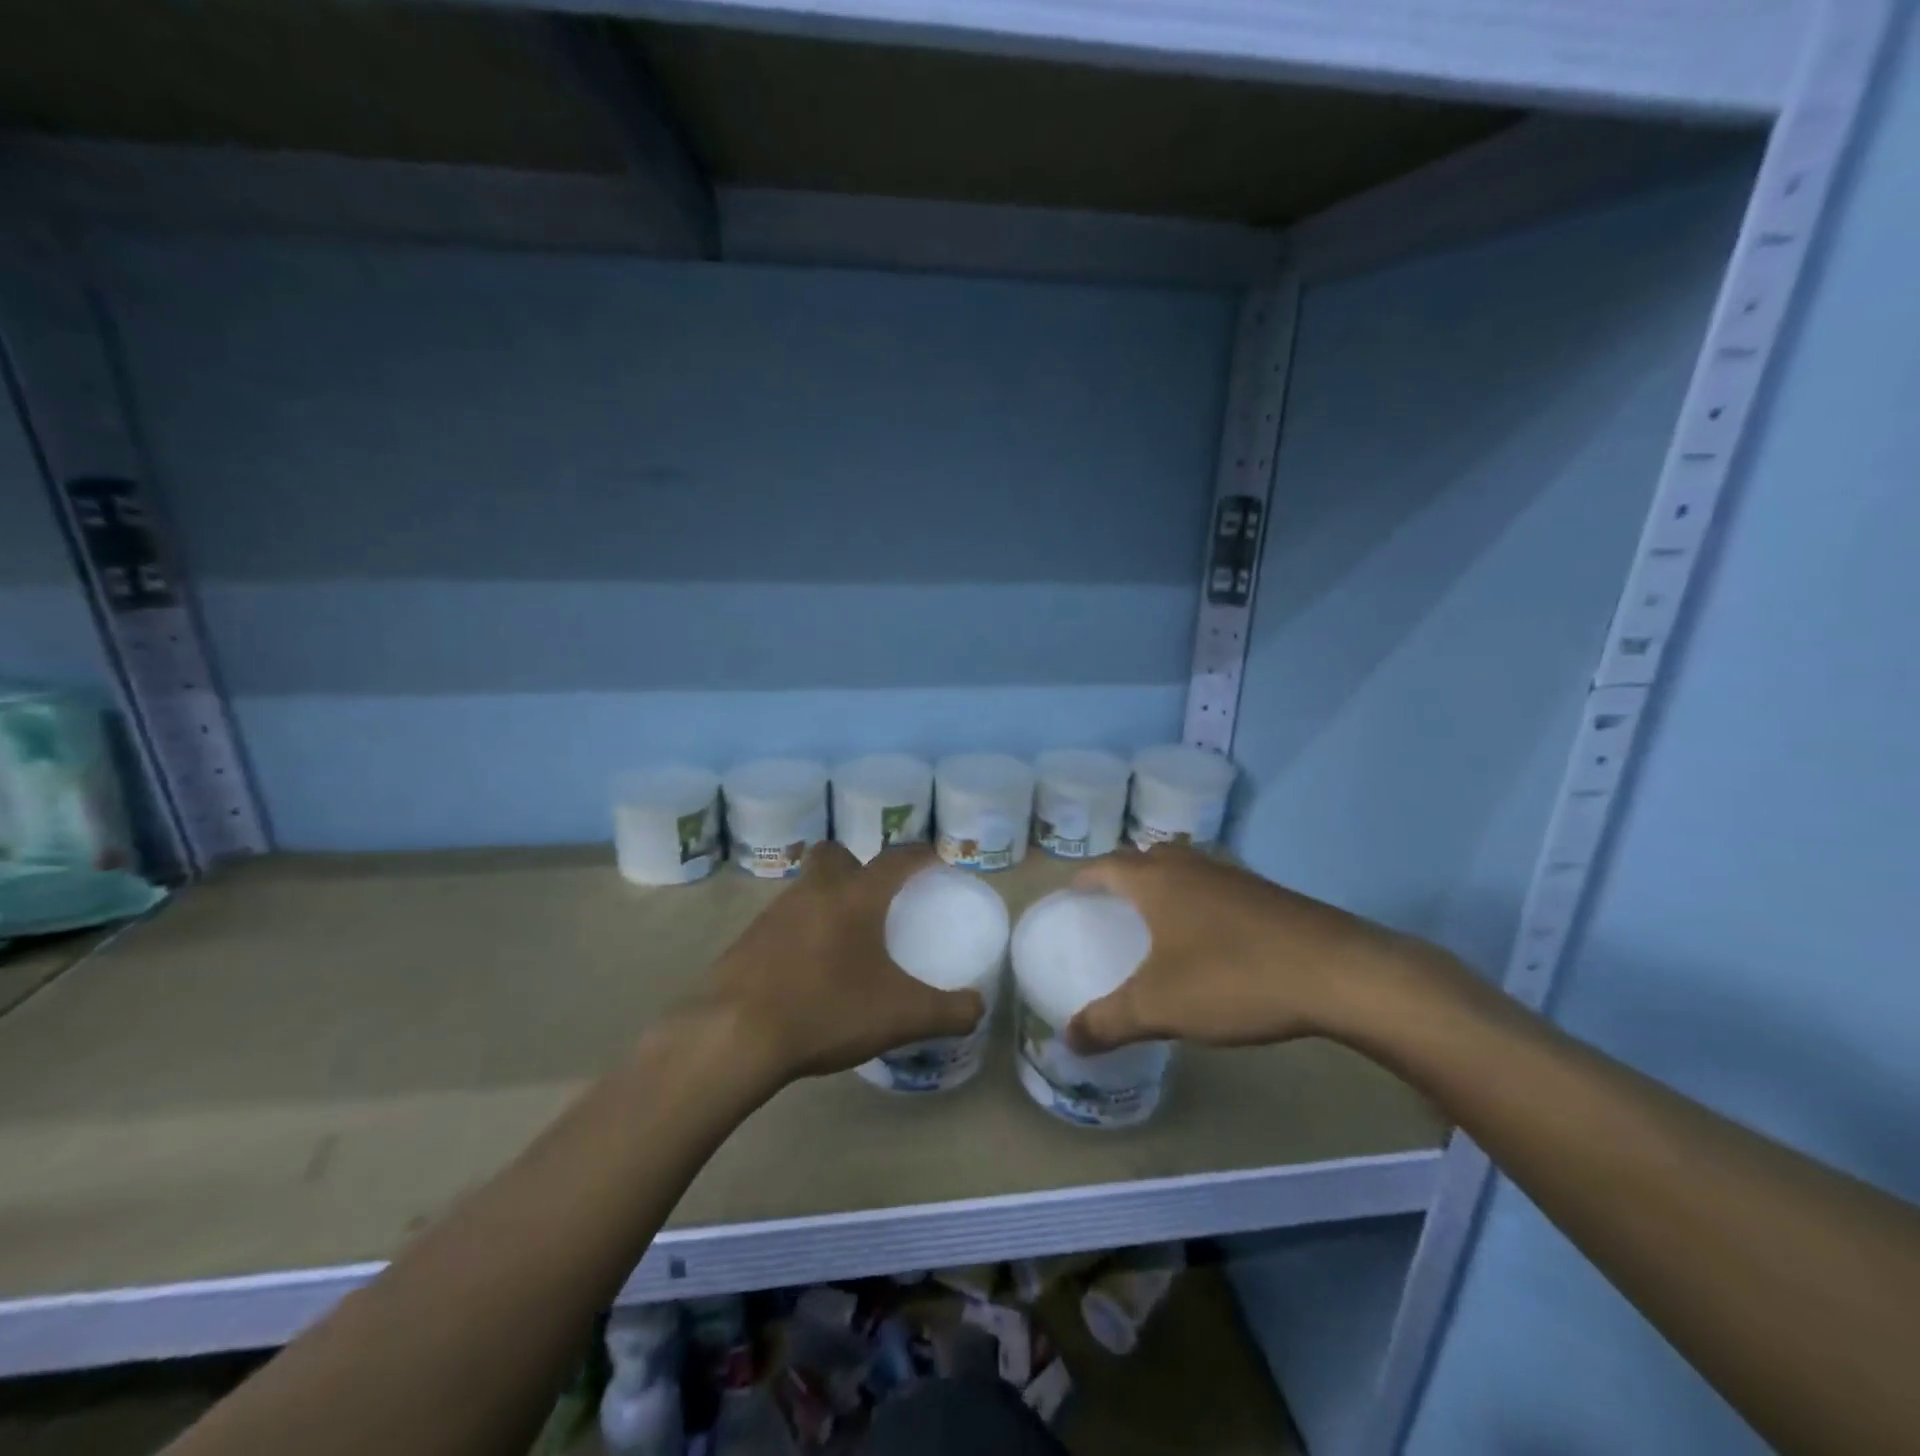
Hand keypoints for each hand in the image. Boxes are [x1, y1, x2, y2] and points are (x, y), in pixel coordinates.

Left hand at [707, 841, 984, 1081]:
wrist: (735, 1036)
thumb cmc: (827, 1010)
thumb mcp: (900, 1016)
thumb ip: (948, 1011)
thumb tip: (978, 1008)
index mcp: (855, 897)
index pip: (895, 859)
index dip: (919, 855)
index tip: (934, 858)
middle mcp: (814, 892)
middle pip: (835, 855)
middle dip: (857, 865)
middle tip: (875, 899)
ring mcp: (773, 914)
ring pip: (806, 888)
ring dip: (826, 901)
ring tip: (844, 942)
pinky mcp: (746, 941)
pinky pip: (781, 923)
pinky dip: (799, 934)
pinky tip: (807, 971)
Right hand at [1066, 845, 1429, 1052]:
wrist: (1338, 973)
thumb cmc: (1233, 978)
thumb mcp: (1160, 1007)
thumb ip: (1108, 1021)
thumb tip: (1067, 1039)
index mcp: (1157, 881)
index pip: (1108, 865)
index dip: (1085, 876)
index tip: (1072, 892)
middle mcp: (1193, 867)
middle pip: (1147, 857)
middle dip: (1125, 874)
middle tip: (1111, 904)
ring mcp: (1235, 877)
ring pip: (1187, 869)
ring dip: (1165, 885)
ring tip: (1156, 919)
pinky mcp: (1269, 895)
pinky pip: (1217, 888)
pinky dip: (1199, 901)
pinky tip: (1209, 938)